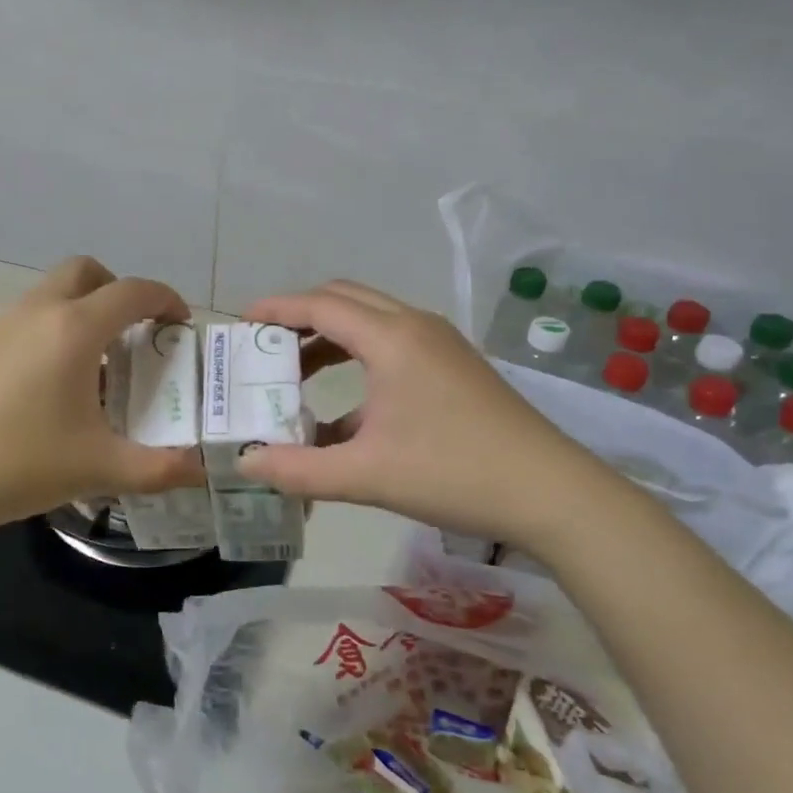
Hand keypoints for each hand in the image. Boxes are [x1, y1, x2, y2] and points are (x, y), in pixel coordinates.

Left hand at [0, 257, 206, 541]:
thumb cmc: (12, 463)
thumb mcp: (97, 469)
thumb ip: (159, 468)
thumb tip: (202, 470)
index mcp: (73, 329)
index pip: (133, 291)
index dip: (166, 300)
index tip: (182, 326)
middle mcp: (37, 313)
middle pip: (86, 272)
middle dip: (119, 292)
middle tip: (137, 336)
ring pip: (52, 296)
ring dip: (84, 314)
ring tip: (99, 371)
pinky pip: (27, 322)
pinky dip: (53, 334)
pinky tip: (52, 392)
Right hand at [236, 280, 618, 553]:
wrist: (550, 492)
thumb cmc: (453, 473)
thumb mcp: (366, 476)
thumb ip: (298, 469)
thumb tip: (246, 463)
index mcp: (392, 339)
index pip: (320, 305)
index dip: (276, 309)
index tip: (241, 321)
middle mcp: (415, 326)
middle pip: (345, 300)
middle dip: (300, 318)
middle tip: (265, 349)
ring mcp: (440, 344)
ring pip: (371, 321)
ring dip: (330, 340)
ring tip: (296, 377)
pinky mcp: (455, 366)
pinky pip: (393, 346)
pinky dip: (359, 361)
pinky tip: (346, 413)